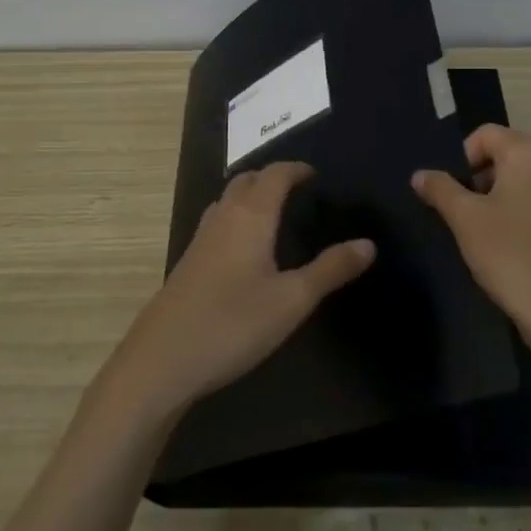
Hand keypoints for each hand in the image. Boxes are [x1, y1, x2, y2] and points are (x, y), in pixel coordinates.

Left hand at [103, 161, 375, 420]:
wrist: (162, 361)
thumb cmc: (233, 325)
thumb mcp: (292, 301)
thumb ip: (331, 270)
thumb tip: (368, 244)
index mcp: (250, 218)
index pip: (274, 175)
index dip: (296, 169)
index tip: (315, 174)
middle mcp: (222, 219)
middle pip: (246, 180)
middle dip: (272, 177)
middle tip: (297, 189)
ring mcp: (199, 240)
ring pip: (226, 200)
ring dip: (250, 195)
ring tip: (274, 211)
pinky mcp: (188, 263)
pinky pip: (216, 223)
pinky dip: (236, 217)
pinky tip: (244, 248)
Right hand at [412, 125, 530, 364]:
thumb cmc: (510, 254)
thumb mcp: (465, 219)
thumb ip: (440, 189)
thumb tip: (420, 174)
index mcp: (530, 152)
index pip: (485, 135)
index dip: (460, 159)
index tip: (449, 194)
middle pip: (503, 154)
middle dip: (476, 178)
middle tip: (461, 212)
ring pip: (518, 179)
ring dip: (493, 197)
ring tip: (479, 231)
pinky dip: (514, 212)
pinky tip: (503, 245)